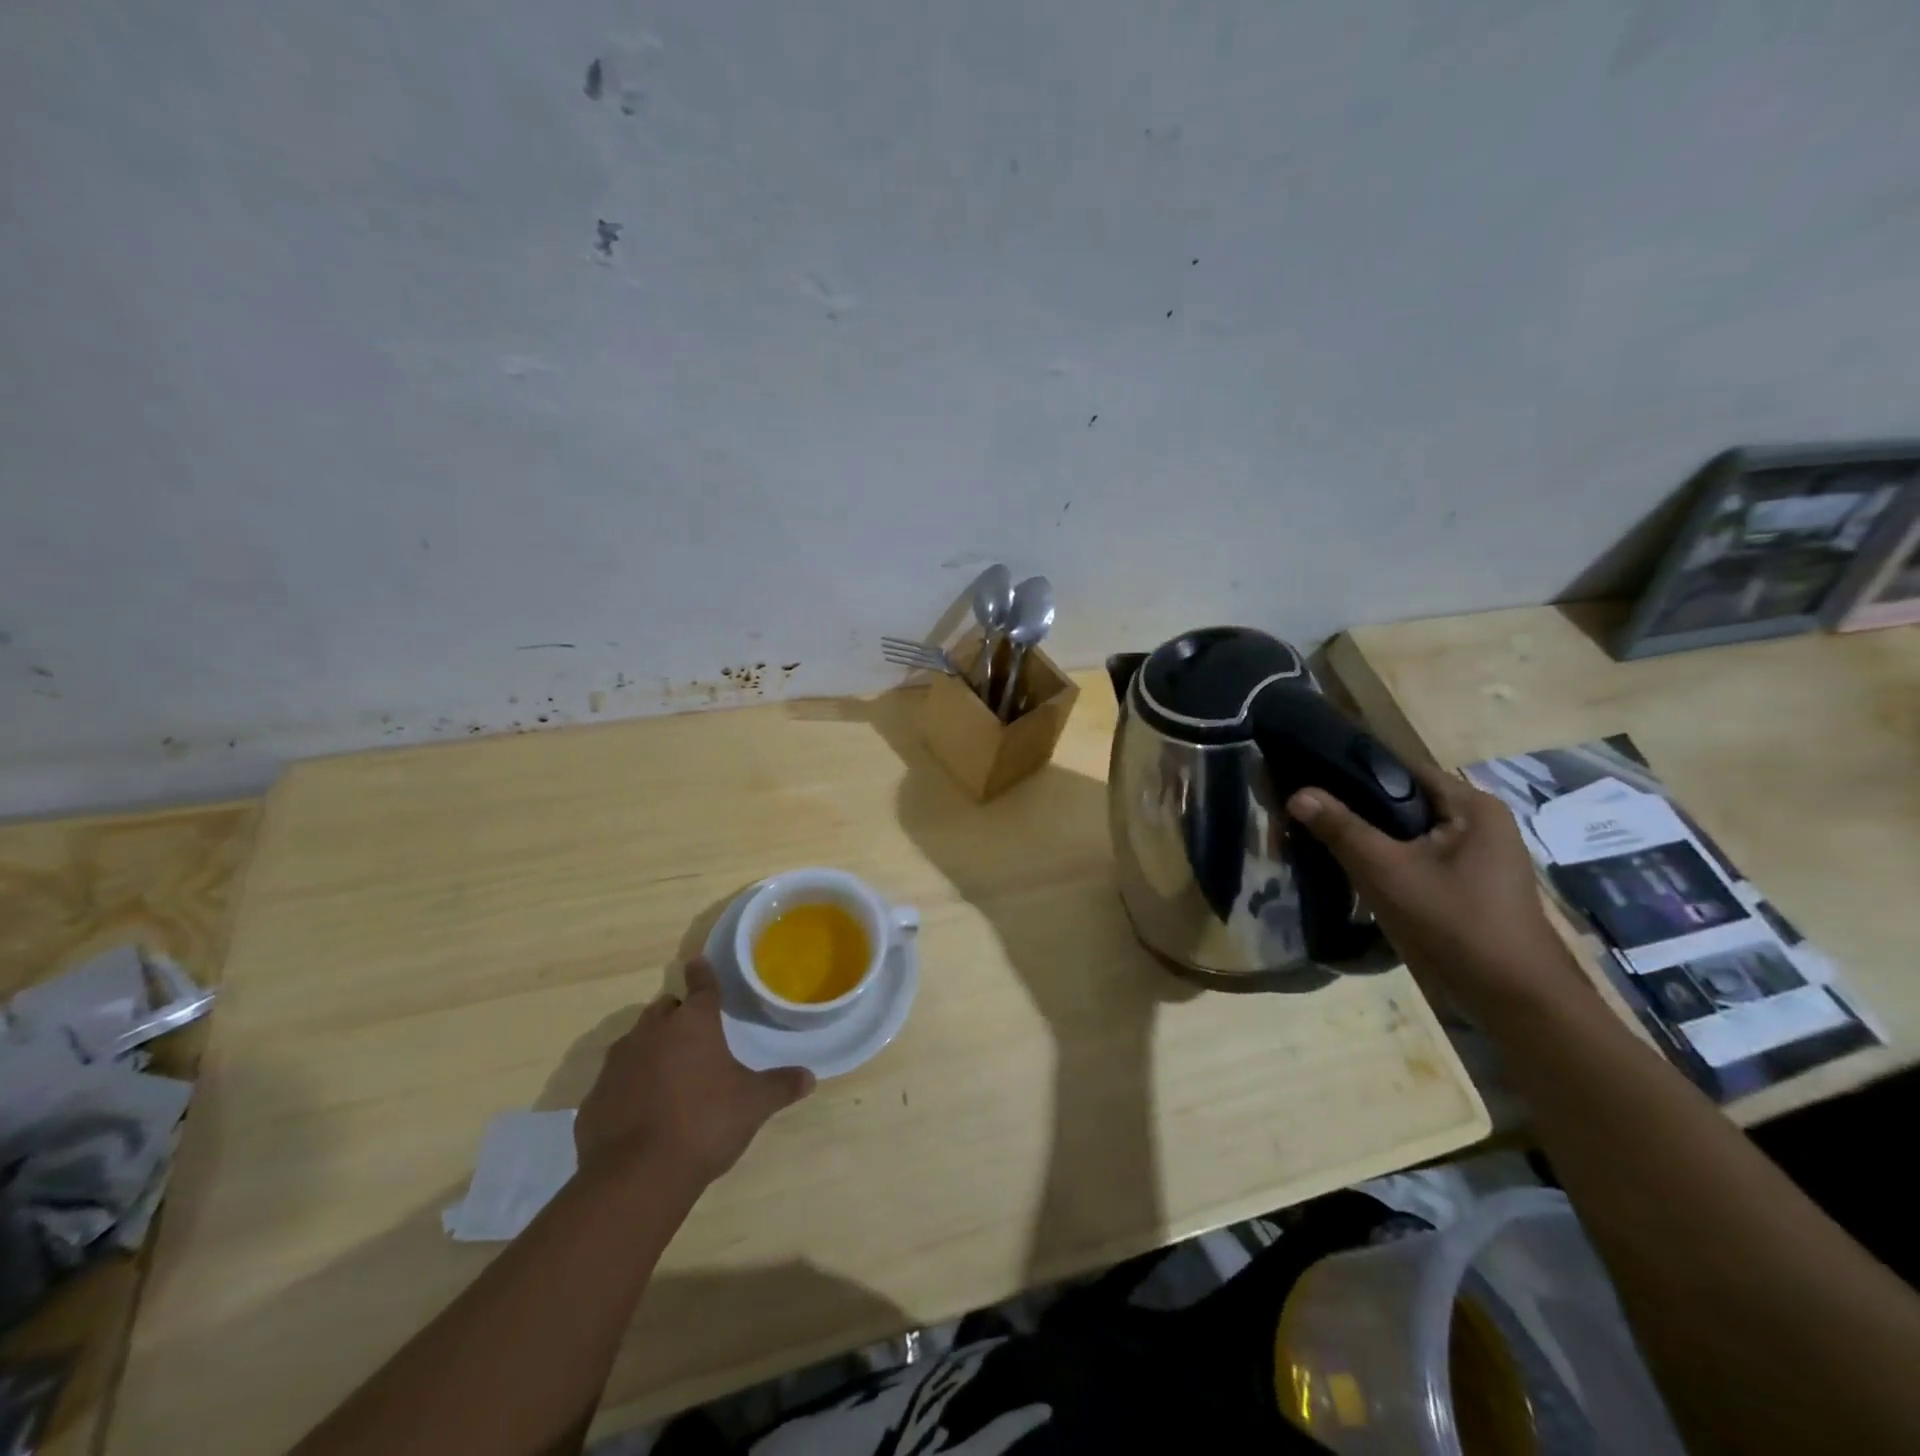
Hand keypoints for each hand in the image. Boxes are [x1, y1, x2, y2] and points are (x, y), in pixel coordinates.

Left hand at [575, 958, 814, 1187]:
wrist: (635, 1176)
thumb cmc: (704, 1124)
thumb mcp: (753, 1104)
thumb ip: (780, 1086)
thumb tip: (810, 1077)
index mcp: (693, 1024)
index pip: (701, 986)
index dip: (703, 973)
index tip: (698, 962)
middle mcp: (651, 1032)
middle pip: (664, 1010)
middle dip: (677, 1016)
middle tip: (694, 1036)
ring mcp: (617, 1064)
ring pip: (636, 1042)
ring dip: (652, 1050)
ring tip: (670, 1075)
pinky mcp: (594, 1099)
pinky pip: (616, 1081)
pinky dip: (630, 1086)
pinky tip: (642, 1112)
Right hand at [1286, 764, 1591, 1019]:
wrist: (1513, 1001)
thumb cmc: (1454, 924)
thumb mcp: (1387, 872)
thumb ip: (1341, 829)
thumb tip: (1297, 793)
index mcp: (1472, 807)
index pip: (1400, 769)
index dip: (1351, 770)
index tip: (1306, 777)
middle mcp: (1478, 823)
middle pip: (1401, 802)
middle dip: (1353, 808)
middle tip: (1303, 813)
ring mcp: (1474, 857)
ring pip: (1405, 834)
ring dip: (1366, 838)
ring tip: (1316, 838)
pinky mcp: (1465, 886)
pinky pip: (1414, 859)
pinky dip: (1383, 861)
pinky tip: (1348, 870)